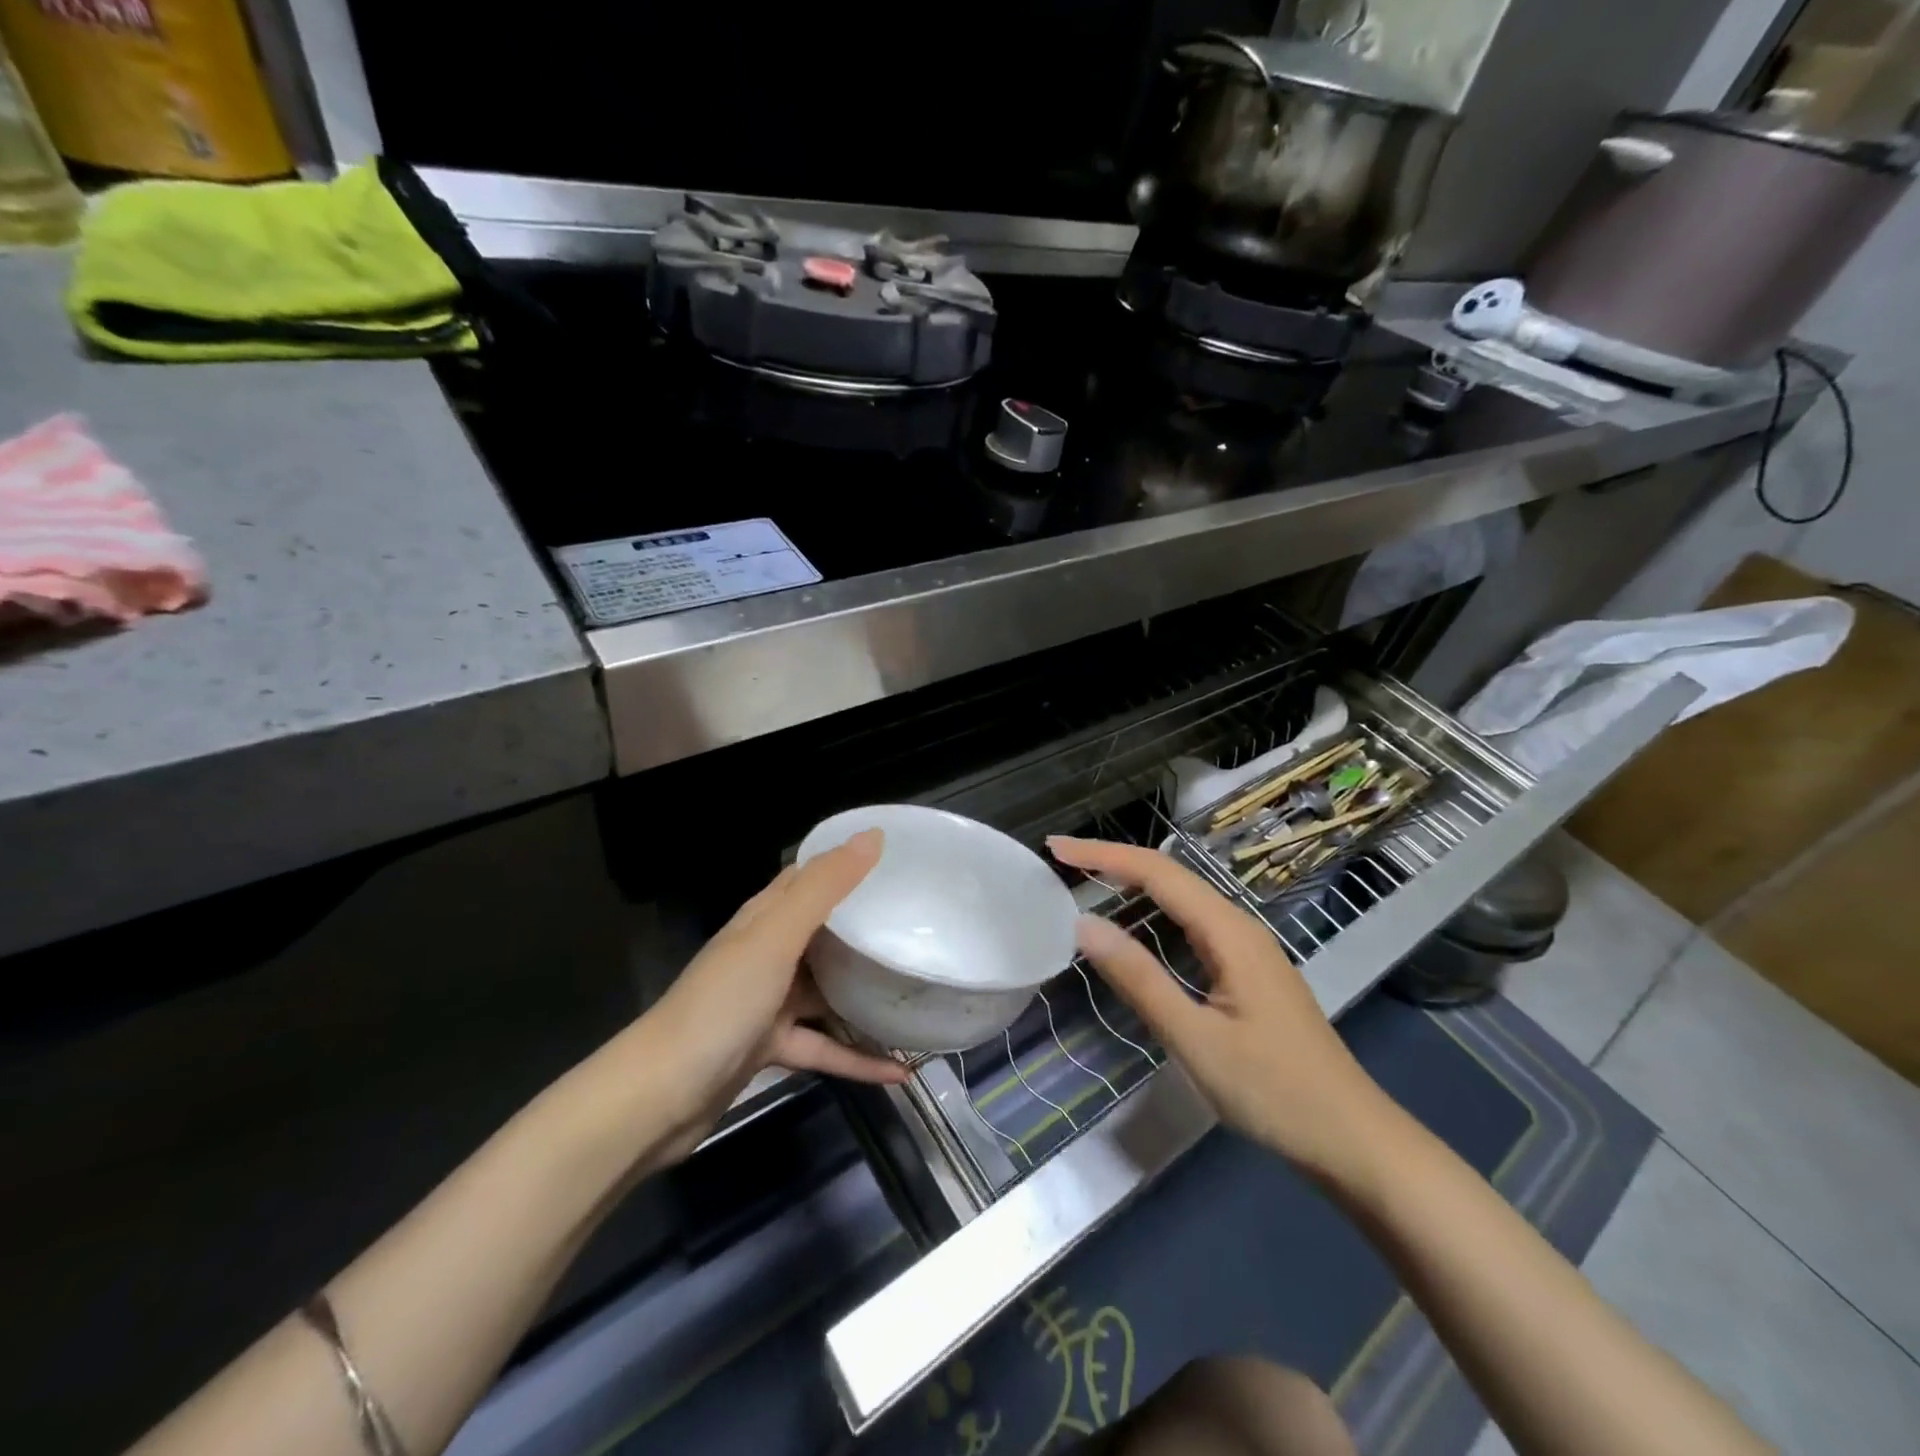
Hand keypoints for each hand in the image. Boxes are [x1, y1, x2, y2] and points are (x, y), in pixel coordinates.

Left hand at [626, 830, 907, 1163]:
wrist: (659, 1096)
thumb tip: (873, 835)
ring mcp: (768, 1002)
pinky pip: (824, 1046)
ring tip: (918, 992)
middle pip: (825, 932)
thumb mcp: (776, 938)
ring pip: (828, 990)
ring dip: (866, 994)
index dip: (848, 862)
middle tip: (920, 923)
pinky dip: (856, 1056)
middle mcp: (767, 954)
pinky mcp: (771, 1047)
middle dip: (866, 927)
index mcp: (764, 918)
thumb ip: (824, 888)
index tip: (899, 861)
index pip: (809, 876)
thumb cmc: (721, 1004)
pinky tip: (898, 1069)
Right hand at [1048, 836, 1396, 1183]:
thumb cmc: (1275, 1092)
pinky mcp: (1248, 972)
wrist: (1352, 1139)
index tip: (1056, 849)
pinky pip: (1192, 925)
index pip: (1157, 873)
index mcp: (1230, 932)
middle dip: (1114, 861)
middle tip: (1062, 862)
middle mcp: (1240, 928)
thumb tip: (1084, 926)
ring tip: (1087, 882)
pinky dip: (1154, 914)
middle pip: (1170, 876)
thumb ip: (1140, 979)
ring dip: (1133, 884)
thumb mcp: (1196, 1039)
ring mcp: (1248, 949)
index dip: (1104, 855)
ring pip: (1183, 900)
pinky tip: (1136, 927)